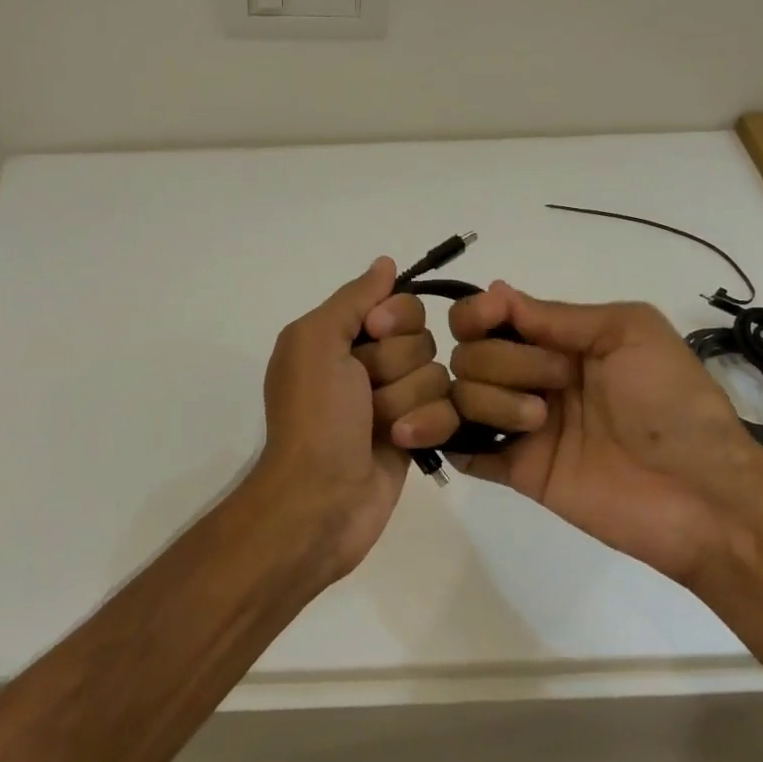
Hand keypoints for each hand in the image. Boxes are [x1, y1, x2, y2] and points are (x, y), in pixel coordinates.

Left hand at [251, 258, 459, 571]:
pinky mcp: (418, 433)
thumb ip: (353, 298)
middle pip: (422, 339)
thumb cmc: (314, 416)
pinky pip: (448, 411)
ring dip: (405, 400)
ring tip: (377, 426)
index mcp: (340, 336)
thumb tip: (385, 263)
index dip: (395, 318)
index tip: (375, 334)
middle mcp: (368, 363)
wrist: (321, 498)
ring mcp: (395, 400)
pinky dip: (425, 425)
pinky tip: (400, 442)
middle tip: (364, 391)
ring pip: (437, 376)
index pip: (399, 304)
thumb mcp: (316, 341)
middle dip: (396, 366)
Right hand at [446, 282, 762, 583]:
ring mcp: (522, 426)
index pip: (488, 318)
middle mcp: (532, 378)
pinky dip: (454, 441)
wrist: (702, 492)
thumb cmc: (672, 401)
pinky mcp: (519, 471)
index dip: (476, 315)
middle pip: (469, 355)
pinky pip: (464, 451)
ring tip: (539, 423)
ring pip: (461, 397)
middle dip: (505, 361)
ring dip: (493, 401)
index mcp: (558, 341)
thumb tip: (494, 290)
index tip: (488, 319)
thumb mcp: (629, 332)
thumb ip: (558, 315)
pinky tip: (478, 439)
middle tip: (557, 381)